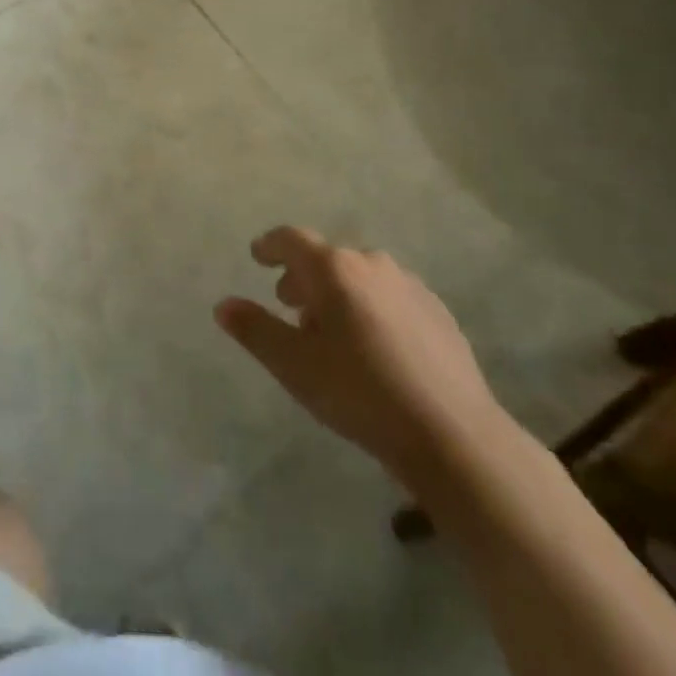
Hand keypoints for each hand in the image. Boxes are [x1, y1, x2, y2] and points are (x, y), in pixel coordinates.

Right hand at [217, 226, 507, 495]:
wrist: (452, 435)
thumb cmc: (359, 393)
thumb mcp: (293, 366)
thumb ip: (255, 329)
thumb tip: (223, 305)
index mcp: (333, 268)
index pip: (291, 240)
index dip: (270, 246)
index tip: (258, 256)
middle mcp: (371, 263)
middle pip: (327, 259)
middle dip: (304, 277)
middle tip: (290, 307)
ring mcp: (409, 285)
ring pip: (360, 277)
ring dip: (339, 294)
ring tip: (332, 333)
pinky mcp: (437, 311)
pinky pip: (390, 297)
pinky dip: (371, 308)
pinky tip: (375, 347)